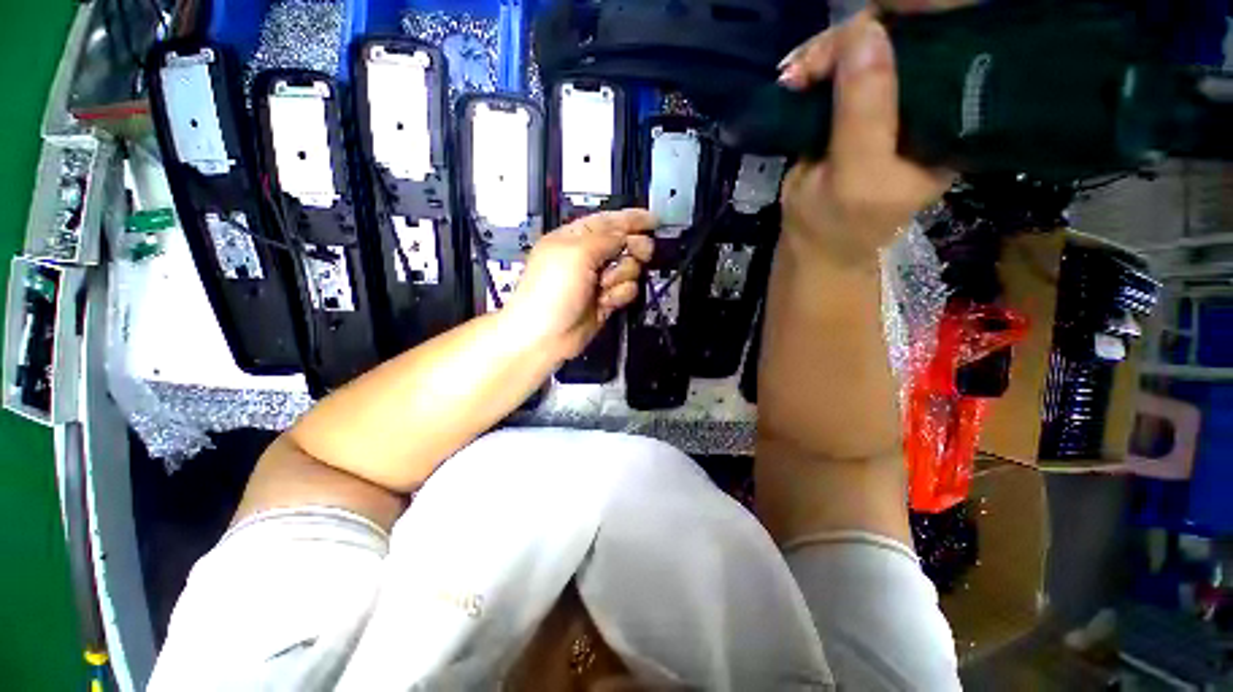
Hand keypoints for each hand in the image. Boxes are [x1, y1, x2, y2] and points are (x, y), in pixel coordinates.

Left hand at [504, 209, 655, 359]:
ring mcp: (597, 281)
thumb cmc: (551, 290)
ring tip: (605, 285)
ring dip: (622, 275)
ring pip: (628, 268)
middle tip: (643, 252)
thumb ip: (605, 238)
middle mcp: (587, 258)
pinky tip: (606, 302)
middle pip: (623, 243)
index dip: (630, 219)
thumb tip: (626, 233)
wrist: (546, 336)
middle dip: (633, 247)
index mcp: (574, 239)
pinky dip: (620, 294)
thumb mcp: (576, 253)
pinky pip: (626, 290)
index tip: (653, 220)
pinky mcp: (606, 301)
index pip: (608, 221)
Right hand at [777, 11, 951, 265]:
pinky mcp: (856, 104)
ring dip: (823, 55)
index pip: (947, 48)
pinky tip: (794, 76)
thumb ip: (865, 110)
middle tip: (804, 66)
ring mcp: (889, 99)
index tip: (858, 32)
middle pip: (903, 38)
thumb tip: (867, 28)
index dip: (908, 25)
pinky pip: (841, 66)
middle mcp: (927, 101)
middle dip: (850, 42)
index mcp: (950, 120)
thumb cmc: (838, 223)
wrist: (813, 245)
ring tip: (791, 77)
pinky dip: (814, 66)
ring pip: (866, 47)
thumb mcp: (856, 175)